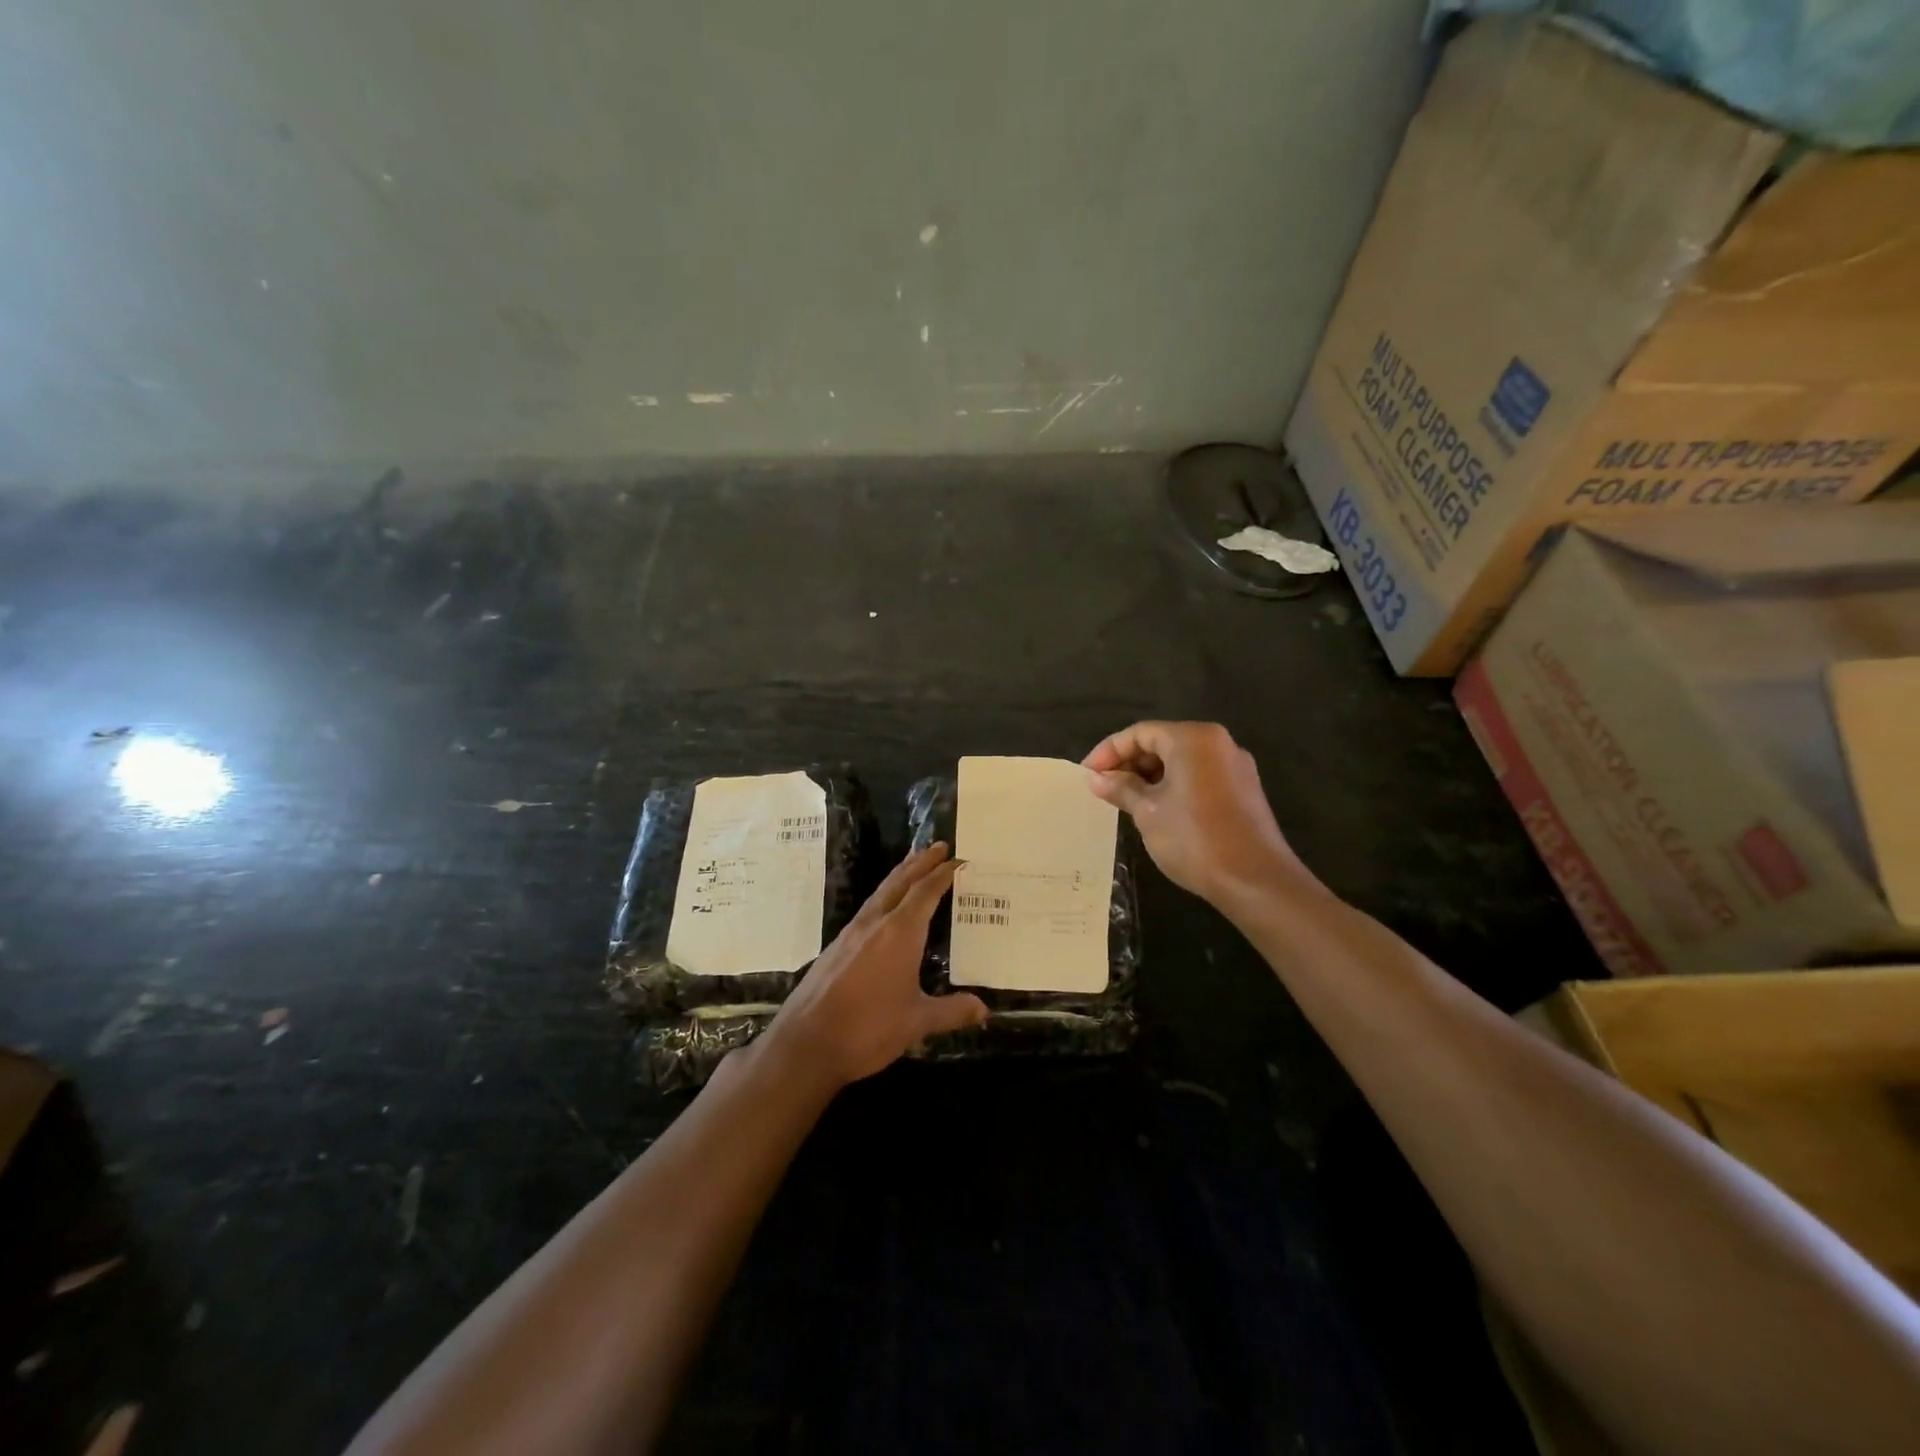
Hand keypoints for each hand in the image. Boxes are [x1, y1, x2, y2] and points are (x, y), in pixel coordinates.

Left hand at [757, 843, 987, 1090]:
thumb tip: (984, 1009)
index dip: (943, 874)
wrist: (806, 1043)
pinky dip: (884, 896)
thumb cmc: (868, 1028)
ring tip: (913, 865)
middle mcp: (875, 923)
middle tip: (938, 846)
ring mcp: (851, 933)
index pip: (926, 892)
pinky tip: (885, 908)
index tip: (959, 859)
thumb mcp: (917, 1022)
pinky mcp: (836, 947)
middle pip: (901, 882)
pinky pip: (867, 909)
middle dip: (921, 862)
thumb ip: (951, 1011)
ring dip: (900, 875)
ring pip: (880, 893)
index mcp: (900, 932)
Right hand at [1083, 721, 1319, 905]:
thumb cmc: (1194, 839)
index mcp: (1193, 739)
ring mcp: (1234, 766)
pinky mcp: (1243, 790)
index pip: (1140, 733)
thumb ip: (1121, 788)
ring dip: (1149, 776)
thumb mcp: (1148, 812)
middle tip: (1103, 788)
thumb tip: (1096, 778)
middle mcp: (1217, 743)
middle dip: (1129, 763)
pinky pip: (1198, 775)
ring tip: (1124, 800)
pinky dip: (1173, 785)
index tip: (1087, 775)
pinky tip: (1156, 809)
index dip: (1108, 751)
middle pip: (1162, 742)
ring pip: (1181, 760)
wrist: (1255, 880)